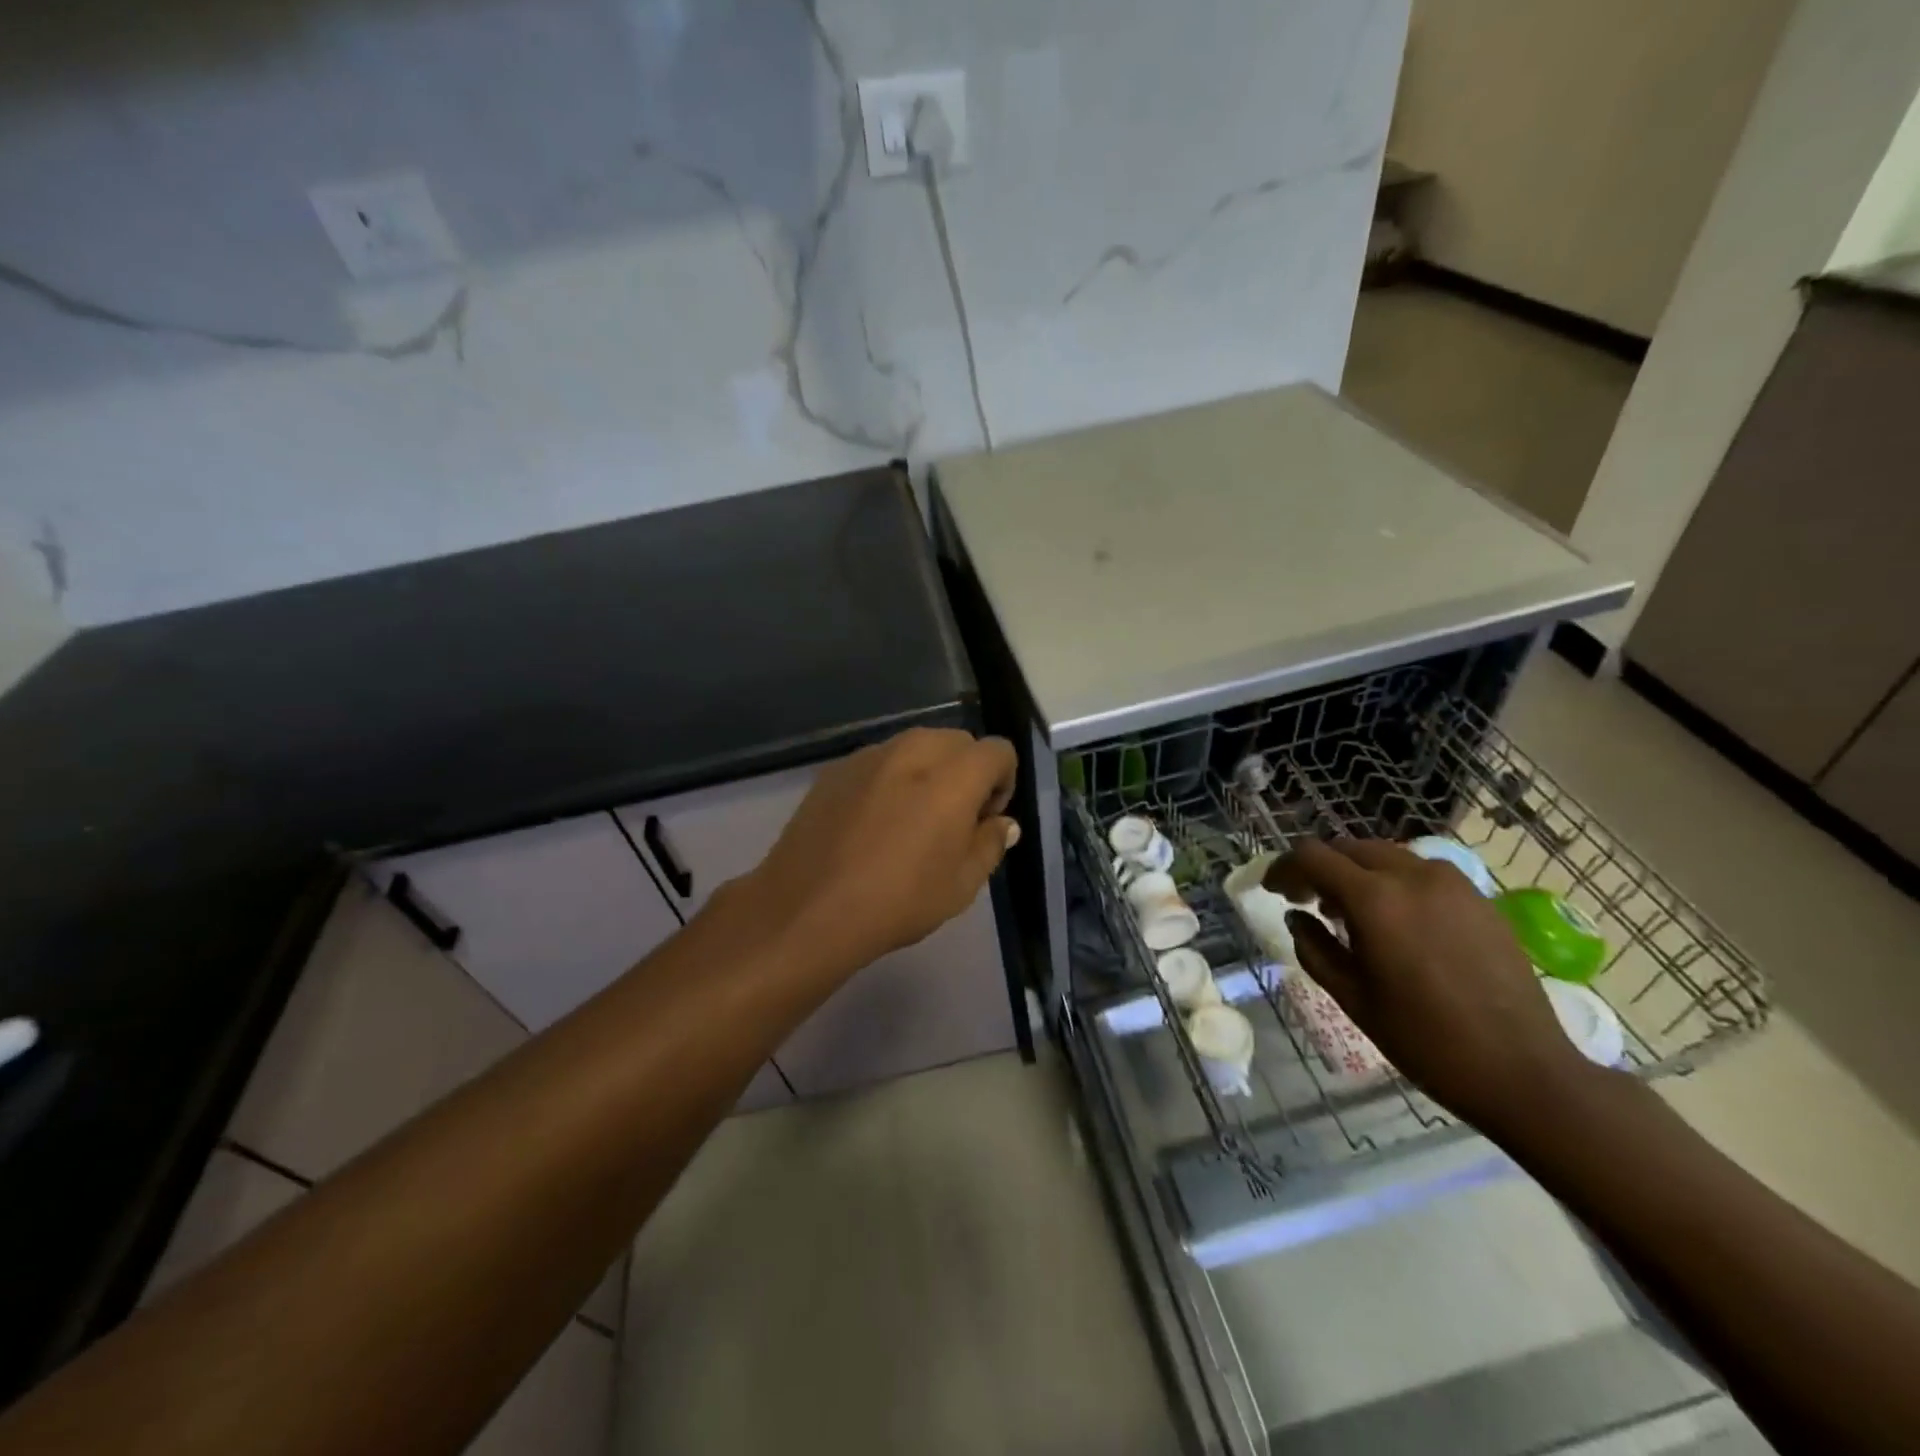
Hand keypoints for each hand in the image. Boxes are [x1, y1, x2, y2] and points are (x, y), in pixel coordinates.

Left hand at [734, 728, 1018, 976]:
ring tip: (911, 819)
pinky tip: (872, 822)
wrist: (808, 908)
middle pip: (958, 742)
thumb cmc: (897, 901)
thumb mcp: (961, 885)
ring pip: (917, 746)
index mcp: (954, 776)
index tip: (985, 819)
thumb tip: (1002, 823)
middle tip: (953, 819)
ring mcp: (870, 755)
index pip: (998, 751)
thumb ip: (990, 843)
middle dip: (967, 772)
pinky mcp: (836, 768)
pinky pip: (880, 761)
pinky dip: (890, 778)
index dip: (1003, 782)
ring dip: (928, 771)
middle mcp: (914, 750)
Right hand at [1268, 838, 1591, 1129]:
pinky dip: (1394, 882)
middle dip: (1320, 867)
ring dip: (1357, 872)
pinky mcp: (1479, 899)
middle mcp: (1412, 876)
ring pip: (1386, 855)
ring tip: (1349, 911)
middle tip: (1305, 900)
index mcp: (1374, 899)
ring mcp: (1452, 884)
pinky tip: (1395, 921)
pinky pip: (1421, 872)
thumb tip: (1297, 918)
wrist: (1524, 1071)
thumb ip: (1314, 948)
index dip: (1285, 868)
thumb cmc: (1425, 1039)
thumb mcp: (1352, 997)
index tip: (1273, 890)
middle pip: (1349, 848)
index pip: (1313, 857)